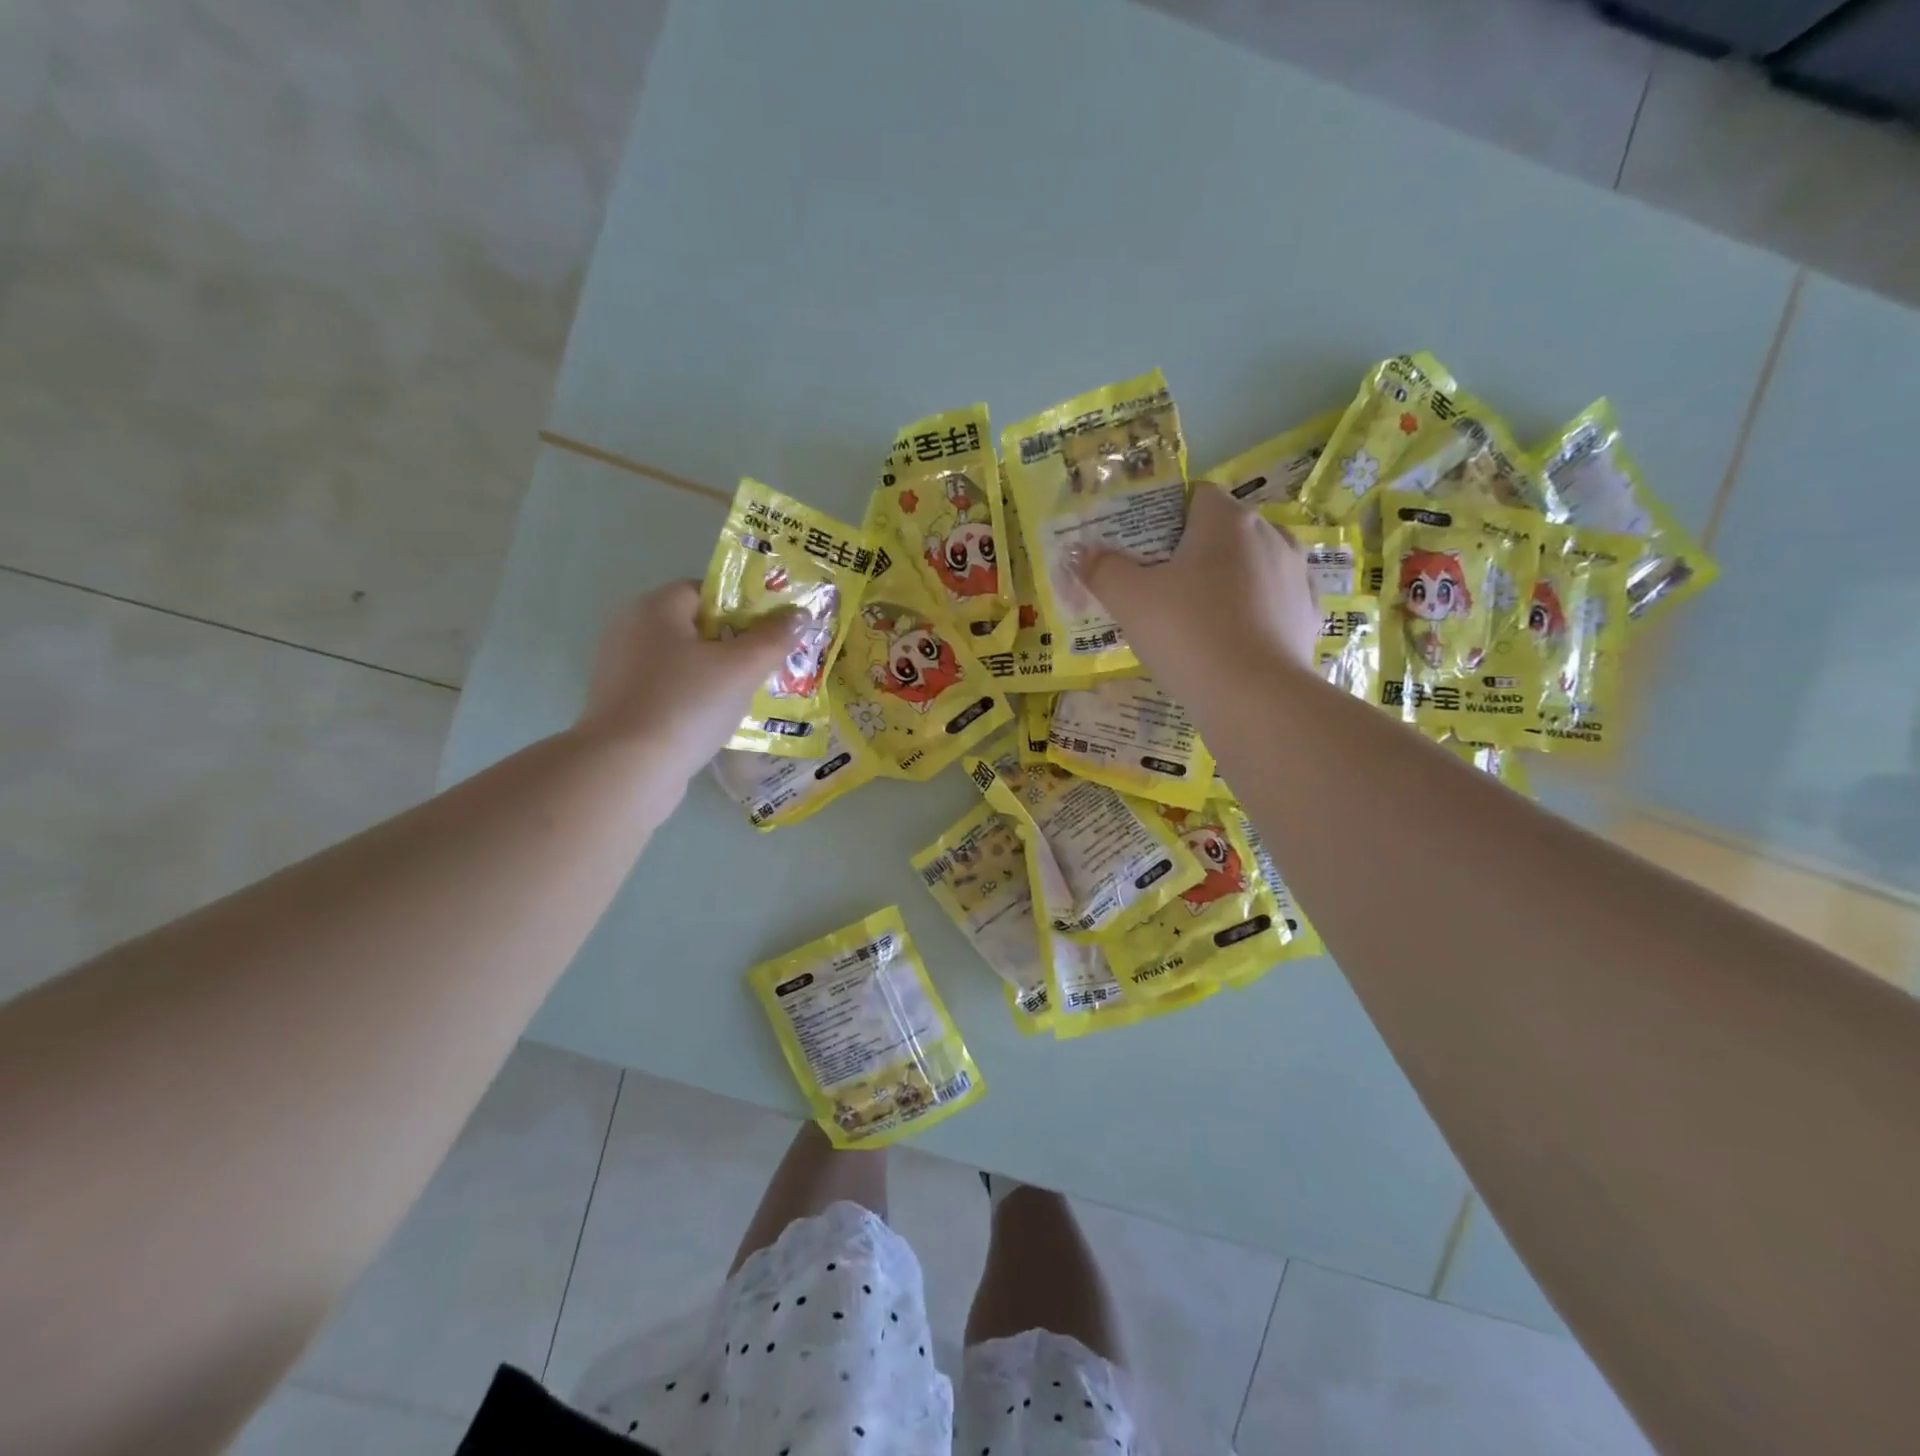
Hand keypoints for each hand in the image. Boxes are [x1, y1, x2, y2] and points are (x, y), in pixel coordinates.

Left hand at [574, 581, 800, 780]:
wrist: (627, 768)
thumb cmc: (687, 704)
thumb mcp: (743, 668)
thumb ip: (774, 637)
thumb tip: (799, 614)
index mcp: (655, 607)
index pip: (705, 590)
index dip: (742, 607)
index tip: (769, 634)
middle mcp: (630, 628)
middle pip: (694, 626)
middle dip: (732, 644)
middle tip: (766, 667)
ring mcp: (619, 669)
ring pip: (681, 661)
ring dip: (713, 675)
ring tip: (746, 698)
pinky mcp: (619, 704)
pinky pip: (666, 690)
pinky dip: (691, 699)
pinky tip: (713, 721)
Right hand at [1082, 483, 1319, 687]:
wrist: (1254, 697)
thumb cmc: (1187, 634)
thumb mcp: (1128, 600)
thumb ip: (1102, 569)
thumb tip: (1081, 553)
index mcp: (1227, 520)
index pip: (1195, 496)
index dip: (1166, 519)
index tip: (1145, 553)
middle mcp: (1271, 535)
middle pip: (1224, 532)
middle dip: (1195, 553)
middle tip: (1162, 590)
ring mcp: (1296, 575)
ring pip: (1252, 566)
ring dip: (1227, 582)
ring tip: (1198, 619)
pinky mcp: (1308, 615)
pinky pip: (1273, 602)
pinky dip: (1253, 613)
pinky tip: (1232, 641)